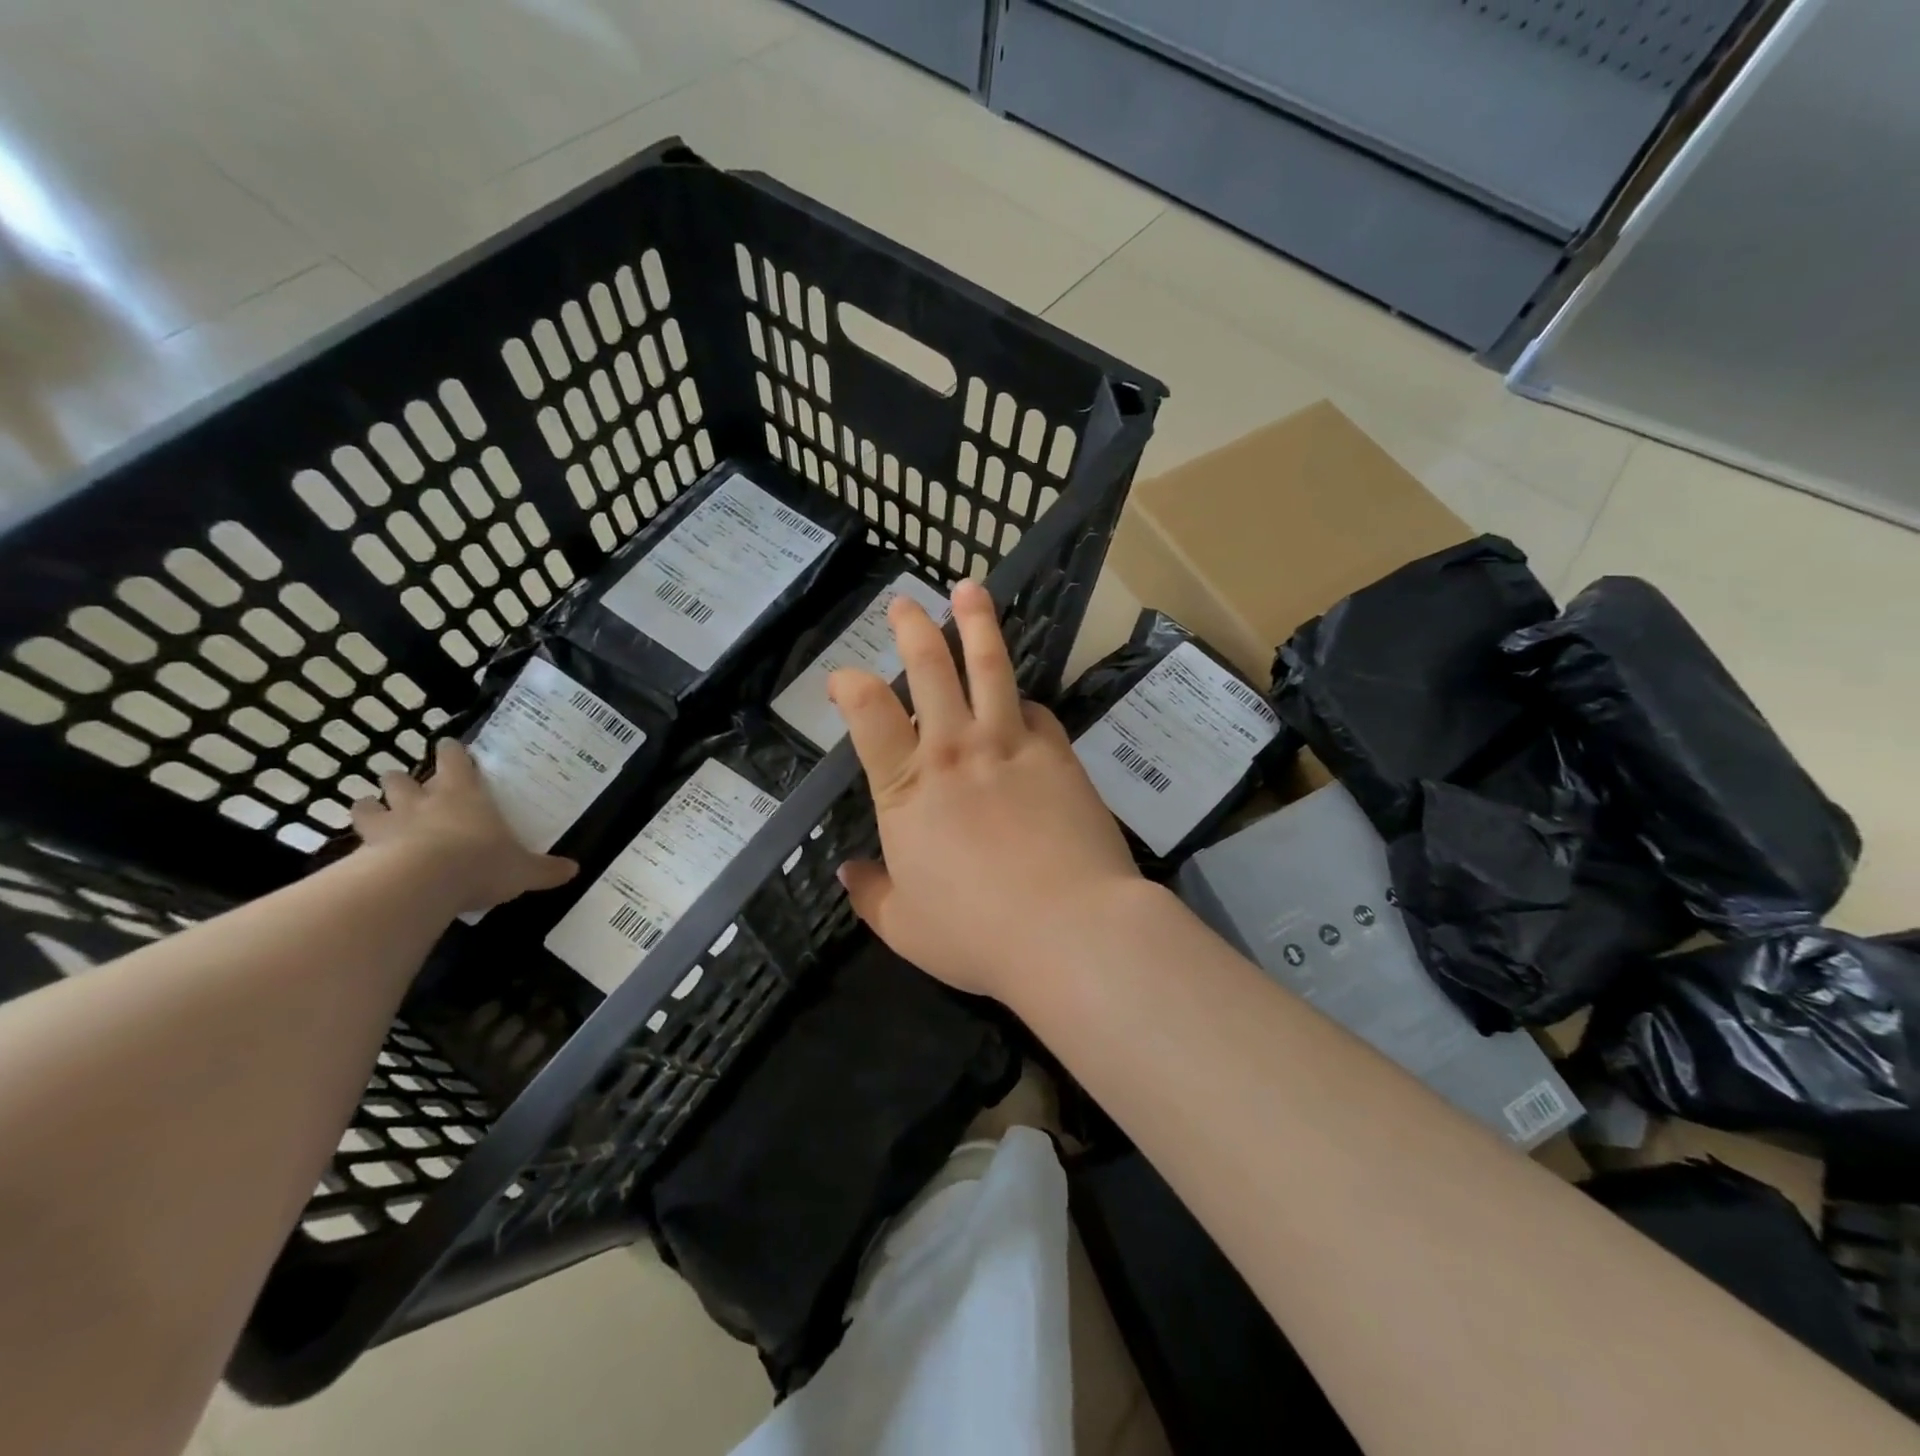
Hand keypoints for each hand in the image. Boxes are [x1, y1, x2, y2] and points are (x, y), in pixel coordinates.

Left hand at [351, 740, 577, 914]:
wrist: (419, 884)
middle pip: (400, 777)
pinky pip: (352, 843)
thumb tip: (574, 869)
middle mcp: (422, 801)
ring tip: (377, 816)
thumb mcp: (523, 870)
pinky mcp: (361, 851)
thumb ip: (545, 869)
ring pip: (368, 803)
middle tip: (409, 790)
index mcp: (464, 794)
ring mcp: (387, 824)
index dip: (451, 752)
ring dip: (371, 807)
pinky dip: (356, 847)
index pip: (454, 758)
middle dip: (401, 781)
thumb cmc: (479, 863)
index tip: (449, 748)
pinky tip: (362, 859)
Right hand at [830, 580, 1139, 1002]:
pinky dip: (1023, 700)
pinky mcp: (1058, 752)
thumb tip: (848, 872)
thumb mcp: (905, 926)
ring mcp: (1011, 744)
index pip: (868, 713)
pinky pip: (1036, 710)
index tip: (843, 676)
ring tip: (969, 588)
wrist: (1070, 929)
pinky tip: (1023, 701)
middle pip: (929, 668)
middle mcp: (955, 750)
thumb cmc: (977, 935)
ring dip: (975, 622)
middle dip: (912, 628)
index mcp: (907, 788)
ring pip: (989, 666)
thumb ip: (871, 893)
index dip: (850, 684)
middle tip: (903, 602)